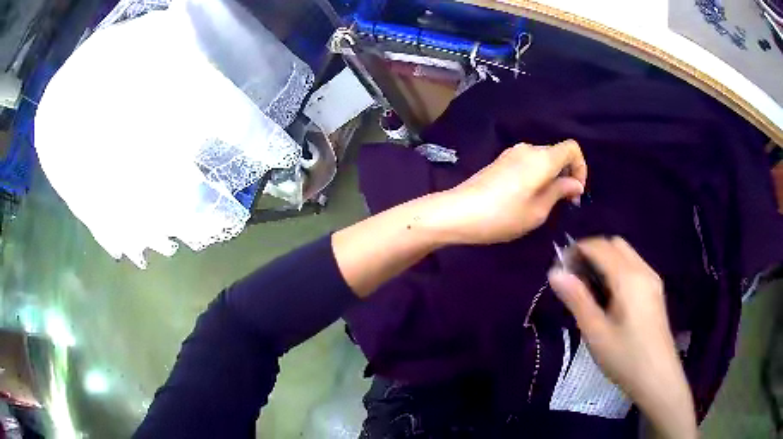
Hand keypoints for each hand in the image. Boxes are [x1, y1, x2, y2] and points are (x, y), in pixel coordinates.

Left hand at [437, 140, 586, 244]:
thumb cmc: (503, 215)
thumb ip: (560, 192)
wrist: (458, 212)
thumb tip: (575, 183)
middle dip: (566, 174)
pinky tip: (527, 196)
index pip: (572, 148)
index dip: (581, 167)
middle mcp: (528, 149)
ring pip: (542, 159)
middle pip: (557, 153)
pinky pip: (527, 163)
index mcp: (542, 158)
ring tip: (545, 203)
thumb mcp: (538, 211)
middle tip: (564, 202)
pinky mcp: (500, 161)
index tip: (576, 191)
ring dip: (551, 176)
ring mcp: (511, 153)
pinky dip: (536, 175)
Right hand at [548, 237, 696, 438]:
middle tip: (575, 279)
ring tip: (590, 290)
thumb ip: (577, 299)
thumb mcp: (596, 332)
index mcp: (628, 278)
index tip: (560, 270)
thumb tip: (555, 272)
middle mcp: (643, 270)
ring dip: (605, 260)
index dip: (577, 250)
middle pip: (615, 244)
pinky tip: (610, 297)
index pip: (600, 246)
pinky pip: (634, 266)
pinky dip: (617, 269)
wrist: (658, 378)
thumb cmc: (625, 357)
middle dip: (592, 253)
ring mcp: (652, 279)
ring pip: (626, 254)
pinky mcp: (656, 290)